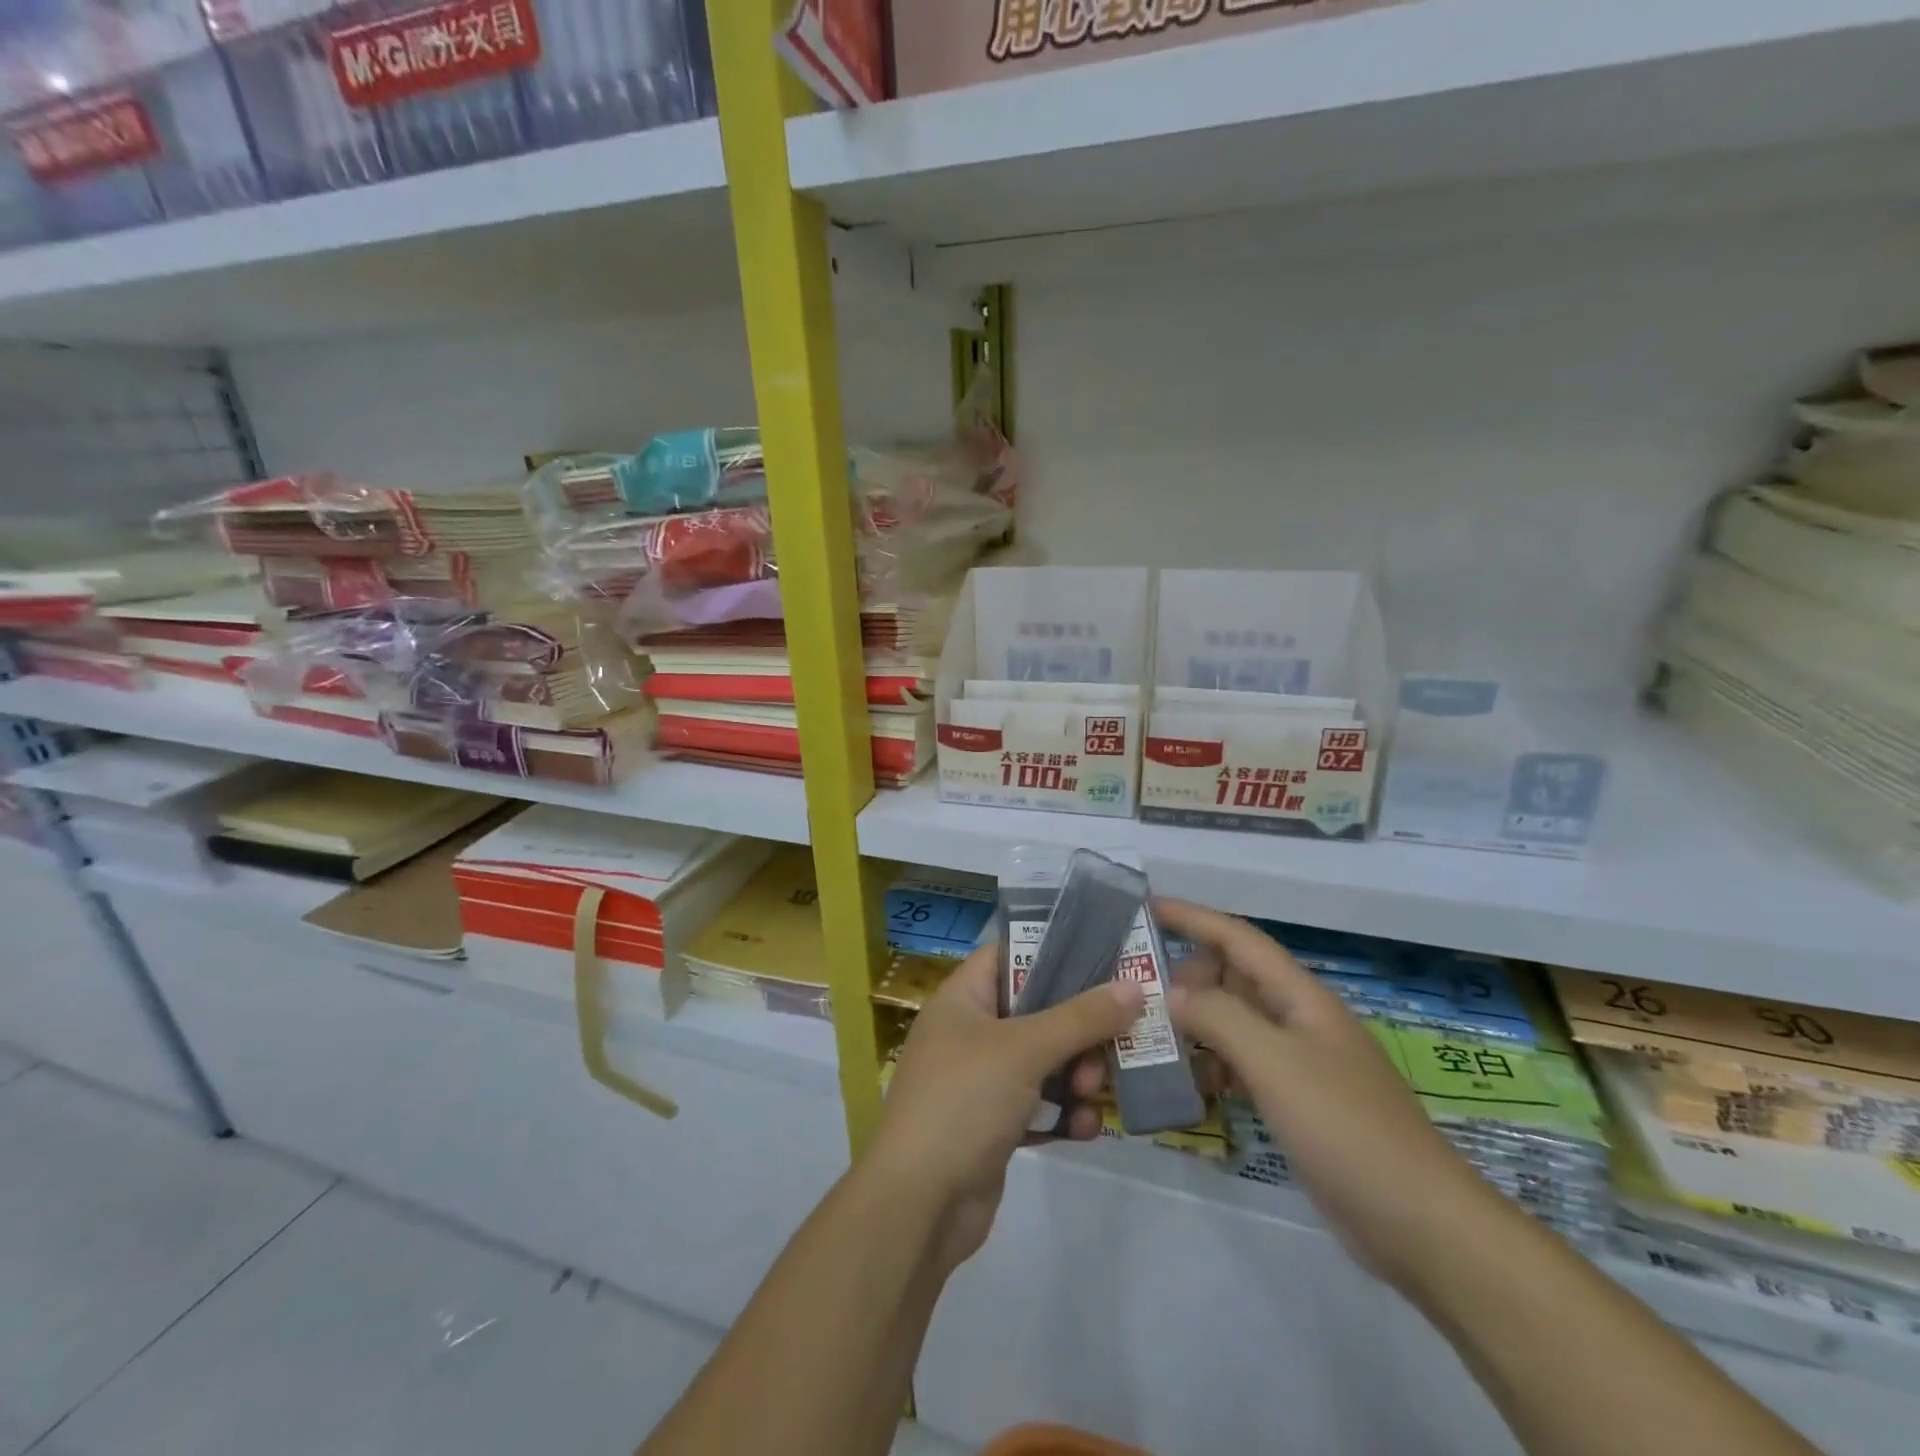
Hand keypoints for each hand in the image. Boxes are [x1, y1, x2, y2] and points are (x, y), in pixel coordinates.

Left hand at [863, 944, 1144, 1271]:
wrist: (920, 1205)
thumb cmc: (964, 1102)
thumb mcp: (1024, 1050)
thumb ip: (1081, 1018)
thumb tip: (1134, 986)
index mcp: (962, 999)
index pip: (1008, 954)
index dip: (1051, 951)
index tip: (1102, 959)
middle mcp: (969, 1033)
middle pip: (1036, 1011)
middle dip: (1077, 1029)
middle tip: (1109, 1045)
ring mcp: (980, 1081)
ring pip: (1043, 1061)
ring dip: (1075, 1074)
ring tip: (1090, 1093)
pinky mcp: (993, 1125)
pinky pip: (1040, 1106)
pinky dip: (1063, 1113)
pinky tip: (1085, 1128)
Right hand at [1157, 898, 1497, 1289]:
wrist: (1420, 1223)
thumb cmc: (1345, 1127)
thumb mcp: (1275, 1062)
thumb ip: (1219, 1017)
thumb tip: (1173, 993)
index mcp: (1300, 996)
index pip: (1237, 938)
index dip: (1192, 917)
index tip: (1145, 906)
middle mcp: (1298, 1019)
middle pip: (1232, 977)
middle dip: (1186, 976)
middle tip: (1138, 994)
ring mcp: (1298, 1062)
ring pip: (1234, 1022)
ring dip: (1195, 1022)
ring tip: (1150, 1036)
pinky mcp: (1295, 1102)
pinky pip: (1242, 1064)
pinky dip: (1212, 1065)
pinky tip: (1188, 1084)